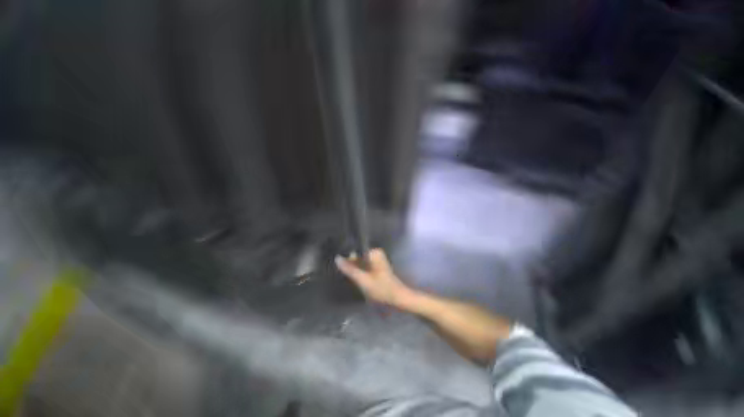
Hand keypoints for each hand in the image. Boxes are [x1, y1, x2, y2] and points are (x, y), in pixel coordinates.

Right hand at [335, 249, 410, 306]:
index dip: (346, 258)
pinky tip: (353, 278)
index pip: (355, 251)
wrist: (398, 299)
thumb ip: (349, 269)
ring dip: (354, 268)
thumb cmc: (381, 289)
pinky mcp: (378, 267)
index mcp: (374, 252)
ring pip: (360, 262)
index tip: (337, 265)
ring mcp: (377, 260)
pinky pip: (364, 266)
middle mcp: (376, 253)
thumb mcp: (363, 280)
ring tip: (344, 276)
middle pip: (357, 256)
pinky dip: (359, 271)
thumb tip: (337, 258)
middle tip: (340, 272)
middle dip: (350, 263)